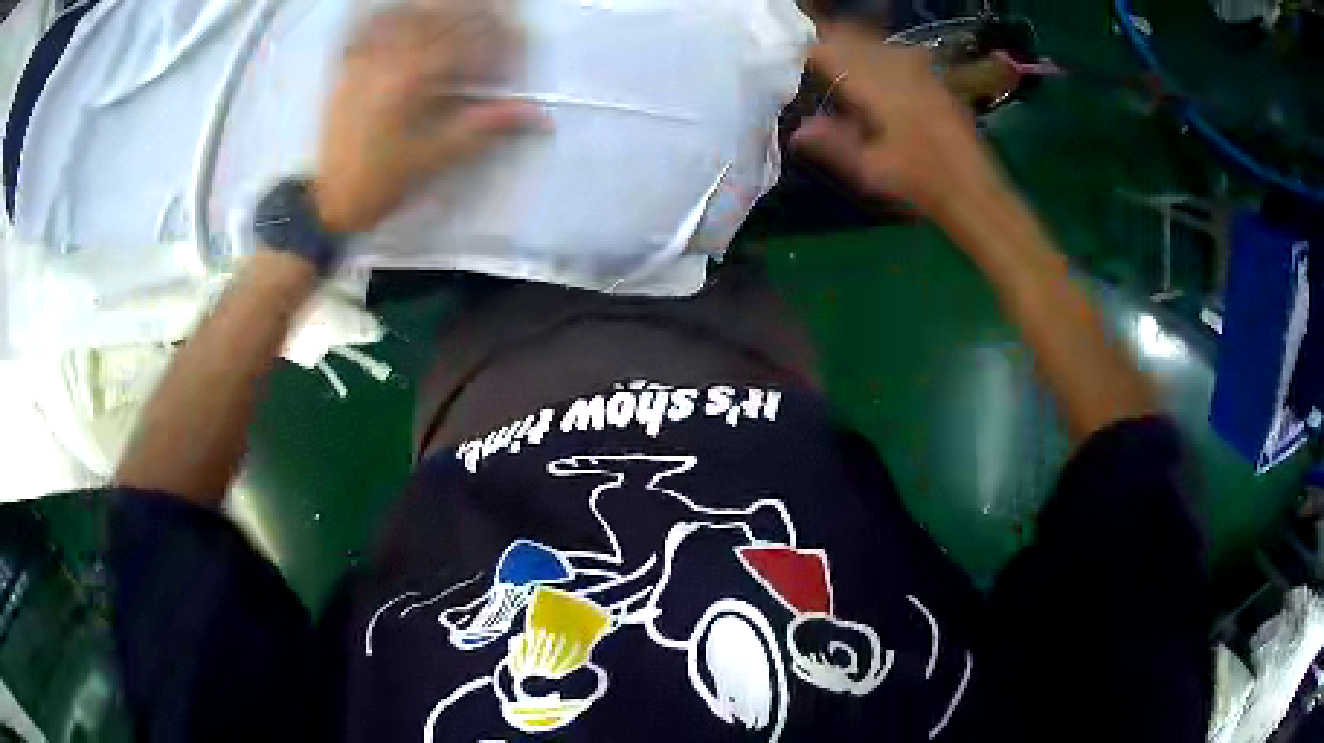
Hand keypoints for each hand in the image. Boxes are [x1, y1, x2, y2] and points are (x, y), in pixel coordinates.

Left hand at [314, 0, 541, 233]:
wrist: (332, 200)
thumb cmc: (385, 181)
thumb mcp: (438, 156)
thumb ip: (486, 125)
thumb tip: (537, 114)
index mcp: (411, 80)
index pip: (467, 42)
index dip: (498, 42)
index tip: (516, 52)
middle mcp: (387, 59)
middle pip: (441, 19)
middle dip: (476, 18)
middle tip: (498, 25)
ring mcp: (365, 59)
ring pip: (407, 15)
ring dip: (439, 11)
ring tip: (461, 17)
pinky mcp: (350, 67)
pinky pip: (372, 28)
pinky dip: (394, 17)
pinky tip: (410, 15)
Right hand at [791, 24, 1006, 219]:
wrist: (974, 193)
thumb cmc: (919, 185)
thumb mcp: (869, 170)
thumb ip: (833, 143)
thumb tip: (798, 130)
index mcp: (878, 88)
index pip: (832, 53)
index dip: (811, 53)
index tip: (794, 61)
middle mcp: (899, 71)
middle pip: (855, 40)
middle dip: (831, 43)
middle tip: (813, 56)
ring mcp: (922, 74)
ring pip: (879, 43)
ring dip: (856, 45)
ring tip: (840, 58)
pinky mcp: (937, 83)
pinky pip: (902, 55)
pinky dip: (881, 56)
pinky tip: (878, 72)